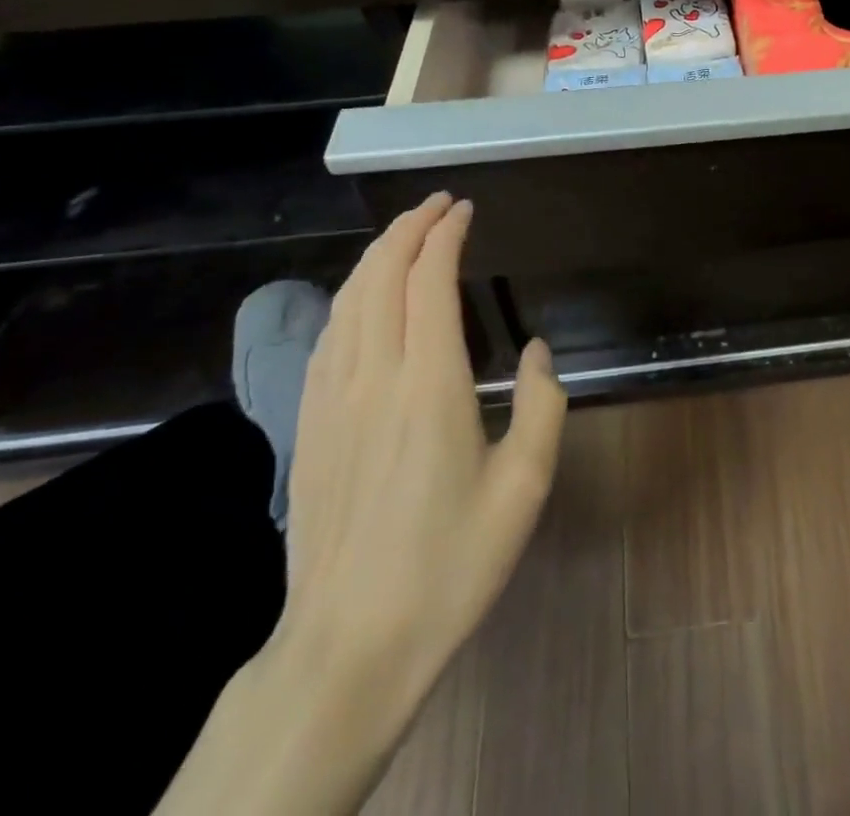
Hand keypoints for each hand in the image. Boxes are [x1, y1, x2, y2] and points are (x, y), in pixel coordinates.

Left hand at [275, 193, 566, 718]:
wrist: (350, 645)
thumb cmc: (450, 564)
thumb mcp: (524, 487)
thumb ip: (541, 405)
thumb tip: (536, 351)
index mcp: (429, 385)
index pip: (429, 281)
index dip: (446, 235)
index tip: (465, 209)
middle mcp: (373, 377)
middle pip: (380, 276)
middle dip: (407, 228)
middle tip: (437, 204)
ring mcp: (331, 400)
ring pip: (347, 301)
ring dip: (375, 256)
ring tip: (403, 235)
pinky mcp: (308, 426)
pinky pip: (326, 337)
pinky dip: (348, 297)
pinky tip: (360, 299)